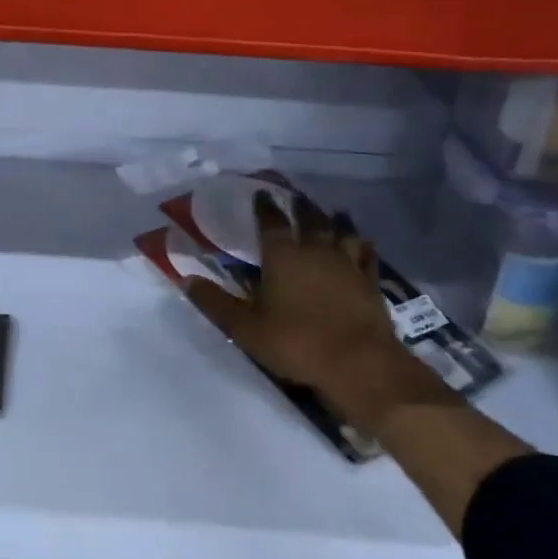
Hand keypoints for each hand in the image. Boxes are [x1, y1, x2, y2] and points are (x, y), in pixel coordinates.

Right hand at [185, 190, 440, 431]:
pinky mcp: (371, 283)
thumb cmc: (296, 342)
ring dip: (336, 220)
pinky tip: (365, 244)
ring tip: (334, 212)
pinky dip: (364, 246)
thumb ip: (215, 303)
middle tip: (297, 197)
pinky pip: (367, 256)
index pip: (271, 222)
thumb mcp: (245, 328)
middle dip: (301, 207)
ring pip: (343, 232)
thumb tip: (186, 280)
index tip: (261, 194)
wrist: (359, 364)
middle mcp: (316, 251)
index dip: (265, 207)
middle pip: (310, 220)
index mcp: (283, 256)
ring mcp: (347, 265)